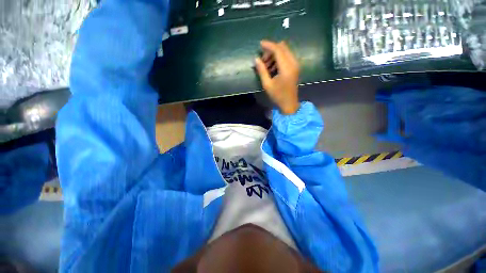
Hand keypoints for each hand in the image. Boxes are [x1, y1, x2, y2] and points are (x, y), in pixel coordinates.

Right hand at [255, 40, 299, 114]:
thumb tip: (256, 59)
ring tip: (266, 66)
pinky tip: (273, 68)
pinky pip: (287, 56)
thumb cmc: (278, 96)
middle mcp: (293, 63)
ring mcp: (296, 64)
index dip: (268, 45)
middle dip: (271, 50)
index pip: (278, 50)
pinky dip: (279, 58)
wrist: (289, 103)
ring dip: (275, 54)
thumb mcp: (267, 84)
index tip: (260, 44)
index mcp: (286, 68)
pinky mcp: (295, 67)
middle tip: (263, 60)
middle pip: (282, 47)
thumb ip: (261, 70)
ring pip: (285, 51)